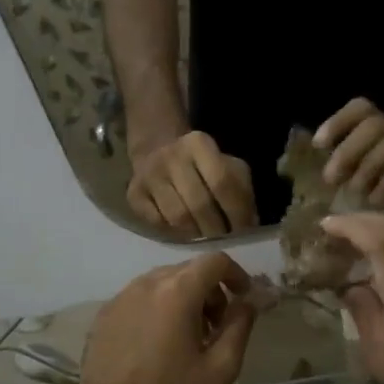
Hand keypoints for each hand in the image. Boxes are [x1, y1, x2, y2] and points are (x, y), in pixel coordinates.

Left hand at [74, 253, 257, 383]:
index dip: (236, 274)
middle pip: (189, 270)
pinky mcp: (105, 313)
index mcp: (178, 291)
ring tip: (187, 336)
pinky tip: (158, 342)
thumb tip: (249, 301)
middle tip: (217, 326)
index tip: (243, 298)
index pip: (215, 261)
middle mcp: (147, 283)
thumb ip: (240, 326)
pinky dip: (158, 307)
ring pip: (163, 282)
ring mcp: (122, 297)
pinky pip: (140, 297)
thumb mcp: (221, 367)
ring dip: (184, 298)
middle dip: (211, 291)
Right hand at [127, 132, 257, 238]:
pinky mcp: (133, 193)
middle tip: (224, 239)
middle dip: (216, 228)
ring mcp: (149, 175)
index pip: (223, 182)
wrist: (157, 152)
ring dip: (196, 233)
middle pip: (199, 204)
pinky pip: (158, 223)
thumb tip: (249, 223)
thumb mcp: (228, 167)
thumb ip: (242, 191)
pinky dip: (174, 232)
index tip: (243, 230)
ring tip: (205, 236)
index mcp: (198, 143)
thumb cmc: (203, 166)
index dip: (236, 211)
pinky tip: (184, 230)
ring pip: (178, 217)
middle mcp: (171, 156)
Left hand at [314, 99, 383, 206]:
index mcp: (377, 123)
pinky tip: (374, 199)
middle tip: (331, 178)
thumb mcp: (359, 167)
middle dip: (349, 150)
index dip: (338, 122)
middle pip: (374, 125)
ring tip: (355, 190)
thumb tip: (318, 172)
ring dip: (369, 166)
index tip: (319, 145)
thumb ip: (341, 162)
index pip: (360, 108)